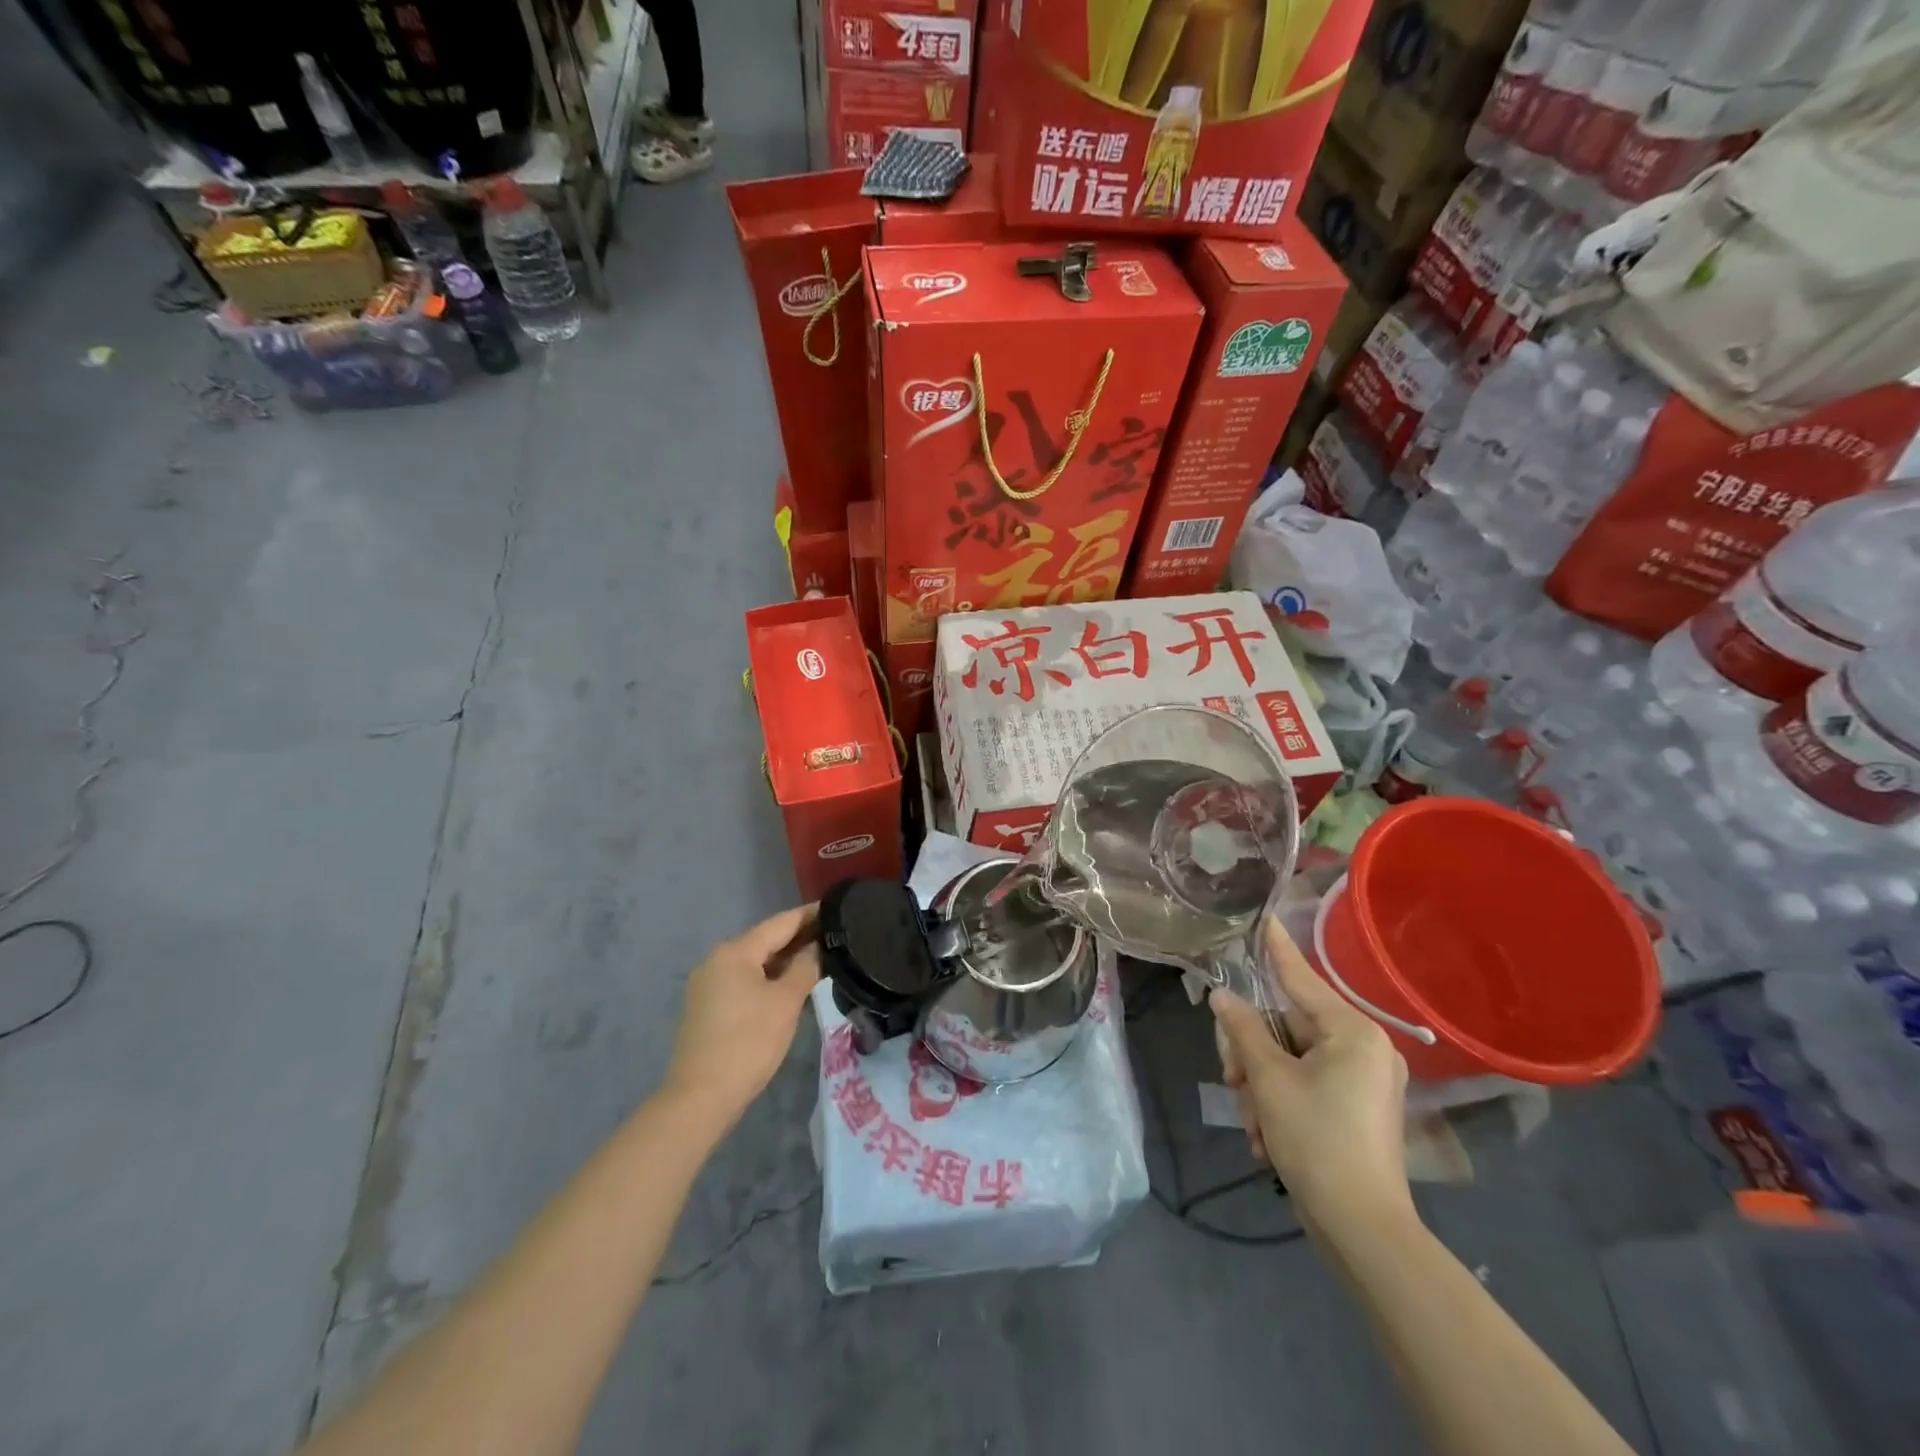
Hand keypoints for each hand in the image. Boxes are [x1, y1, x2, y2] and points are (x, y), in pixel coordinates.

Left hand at [665, 905, 821, 1125]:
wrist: (700, 1097)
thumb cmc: (749, 1042)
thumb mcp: (786, 1002)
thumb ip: (805, 967)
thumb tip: (816, 948)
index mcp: (735, 951)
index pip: (781, 922)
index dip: (810, 915)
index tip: (838, 908)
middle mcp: (717, 959)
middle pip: (765, 940)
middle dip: (799, 938)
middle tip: (835, 935)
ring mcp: (708, 984)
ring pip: (754, 962)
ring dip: (784, 960)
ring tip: (819, 958)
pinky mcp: (707, 1007)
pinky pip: (744, 981)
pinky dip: (768, 978)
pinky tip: (789, 986)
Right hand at [1211, 916, 1413, 1236]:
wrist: (1362, 1230)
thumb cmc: (1316, 1141)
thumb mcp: (1269, 1080)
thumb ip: (1244, 1030)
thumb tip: (1223, 997)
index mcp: (1351, 1031)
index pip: (1301, 977)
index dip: (1276, 947)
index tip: (1263, 915)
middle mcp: (1364, 1046)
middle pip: (1288, 1026)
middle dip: (1253, 1054)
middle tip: (1231, 1079)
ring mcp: (1364, 1078)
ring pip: (1291, 1058)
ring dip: (1262, 1085)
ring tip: (1253, 1122)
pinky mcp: (1358, 1106)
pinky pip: (1307, 1083)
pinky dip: (1281, 1102)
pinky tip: (1266, 1136)